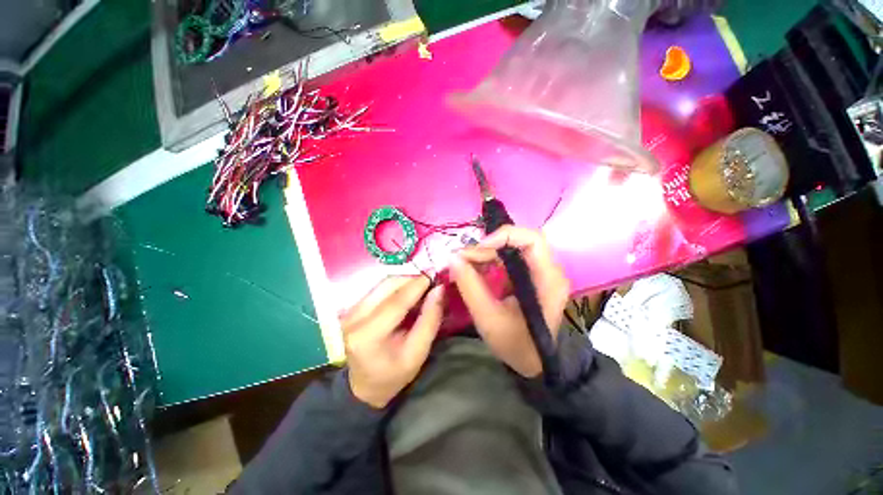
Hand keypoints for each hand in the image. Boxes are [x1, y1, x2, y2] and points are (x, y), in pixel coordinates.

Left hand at [342, 276, 443, 408]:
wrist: (364, 386)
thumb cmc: (394, 374)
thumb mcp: (418, 353)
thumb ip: (430, 320)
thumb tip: (439, 290)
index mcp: (368, 336)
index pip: (395, 302)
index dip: (417, 285)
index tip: (435, 275)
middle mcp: (354, 318)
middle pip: (387, 286)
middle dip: (411, 279)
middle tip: (431, 281)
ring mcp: (350, 310)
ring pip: (382, 283)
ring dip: (404, 281)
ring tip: (422, 287)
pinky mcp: (352, 307)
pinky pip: (378, 288)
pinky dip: (396, 286)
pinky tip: (408, 292)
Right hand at [451, 226, 569, 377]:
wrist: (535, 364)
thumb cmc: (516, 345)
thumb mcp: (488, 317)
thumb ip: (469, 285)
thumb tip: (452, 257)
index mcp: (547, 279)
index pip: (532, 239)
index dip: (504, 236)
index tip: (478, 248)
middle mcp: (548, 270)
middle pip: (518, 242)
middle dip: (488, 247)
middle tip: (462, 259)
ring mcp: (540, 273)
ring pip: (511, 249)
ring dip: (486, 254)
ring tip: (464, 265)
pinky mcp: (530, 277)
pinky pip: (508, 260)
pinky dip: (490, 262)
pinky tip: (475, 271)